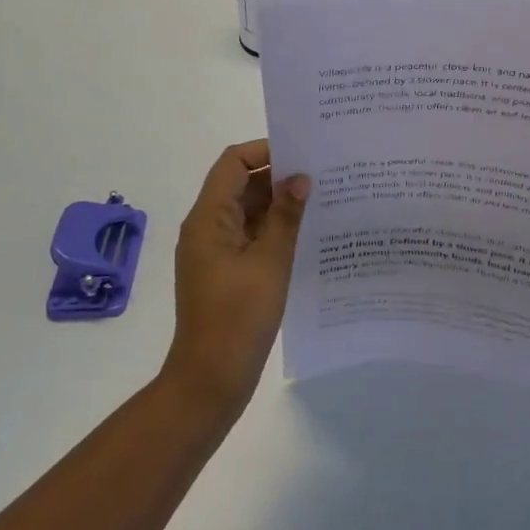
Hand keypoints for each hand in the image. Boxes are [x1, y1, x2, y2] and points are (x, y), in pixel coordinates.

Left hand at [167, 140, 308, 415]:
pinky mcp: (224, 271)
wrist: (211, 378)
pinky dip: (273, 229)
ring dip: (278, 204)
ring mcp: (214, 251)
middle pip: (240, 184)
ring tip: (322, 200)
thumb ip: (286, 215)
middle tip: (323, 175)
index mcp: (209, 218)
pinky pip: (248, 236)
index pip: (233, 162)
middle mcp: (206, 227)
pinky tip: (306, 234)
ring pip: (247, 211)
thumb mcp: (270, 261)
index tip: (304, 155)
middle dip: (278, 177)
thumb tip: (300, 177)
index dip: (266, 151)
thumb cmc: (239, 316)